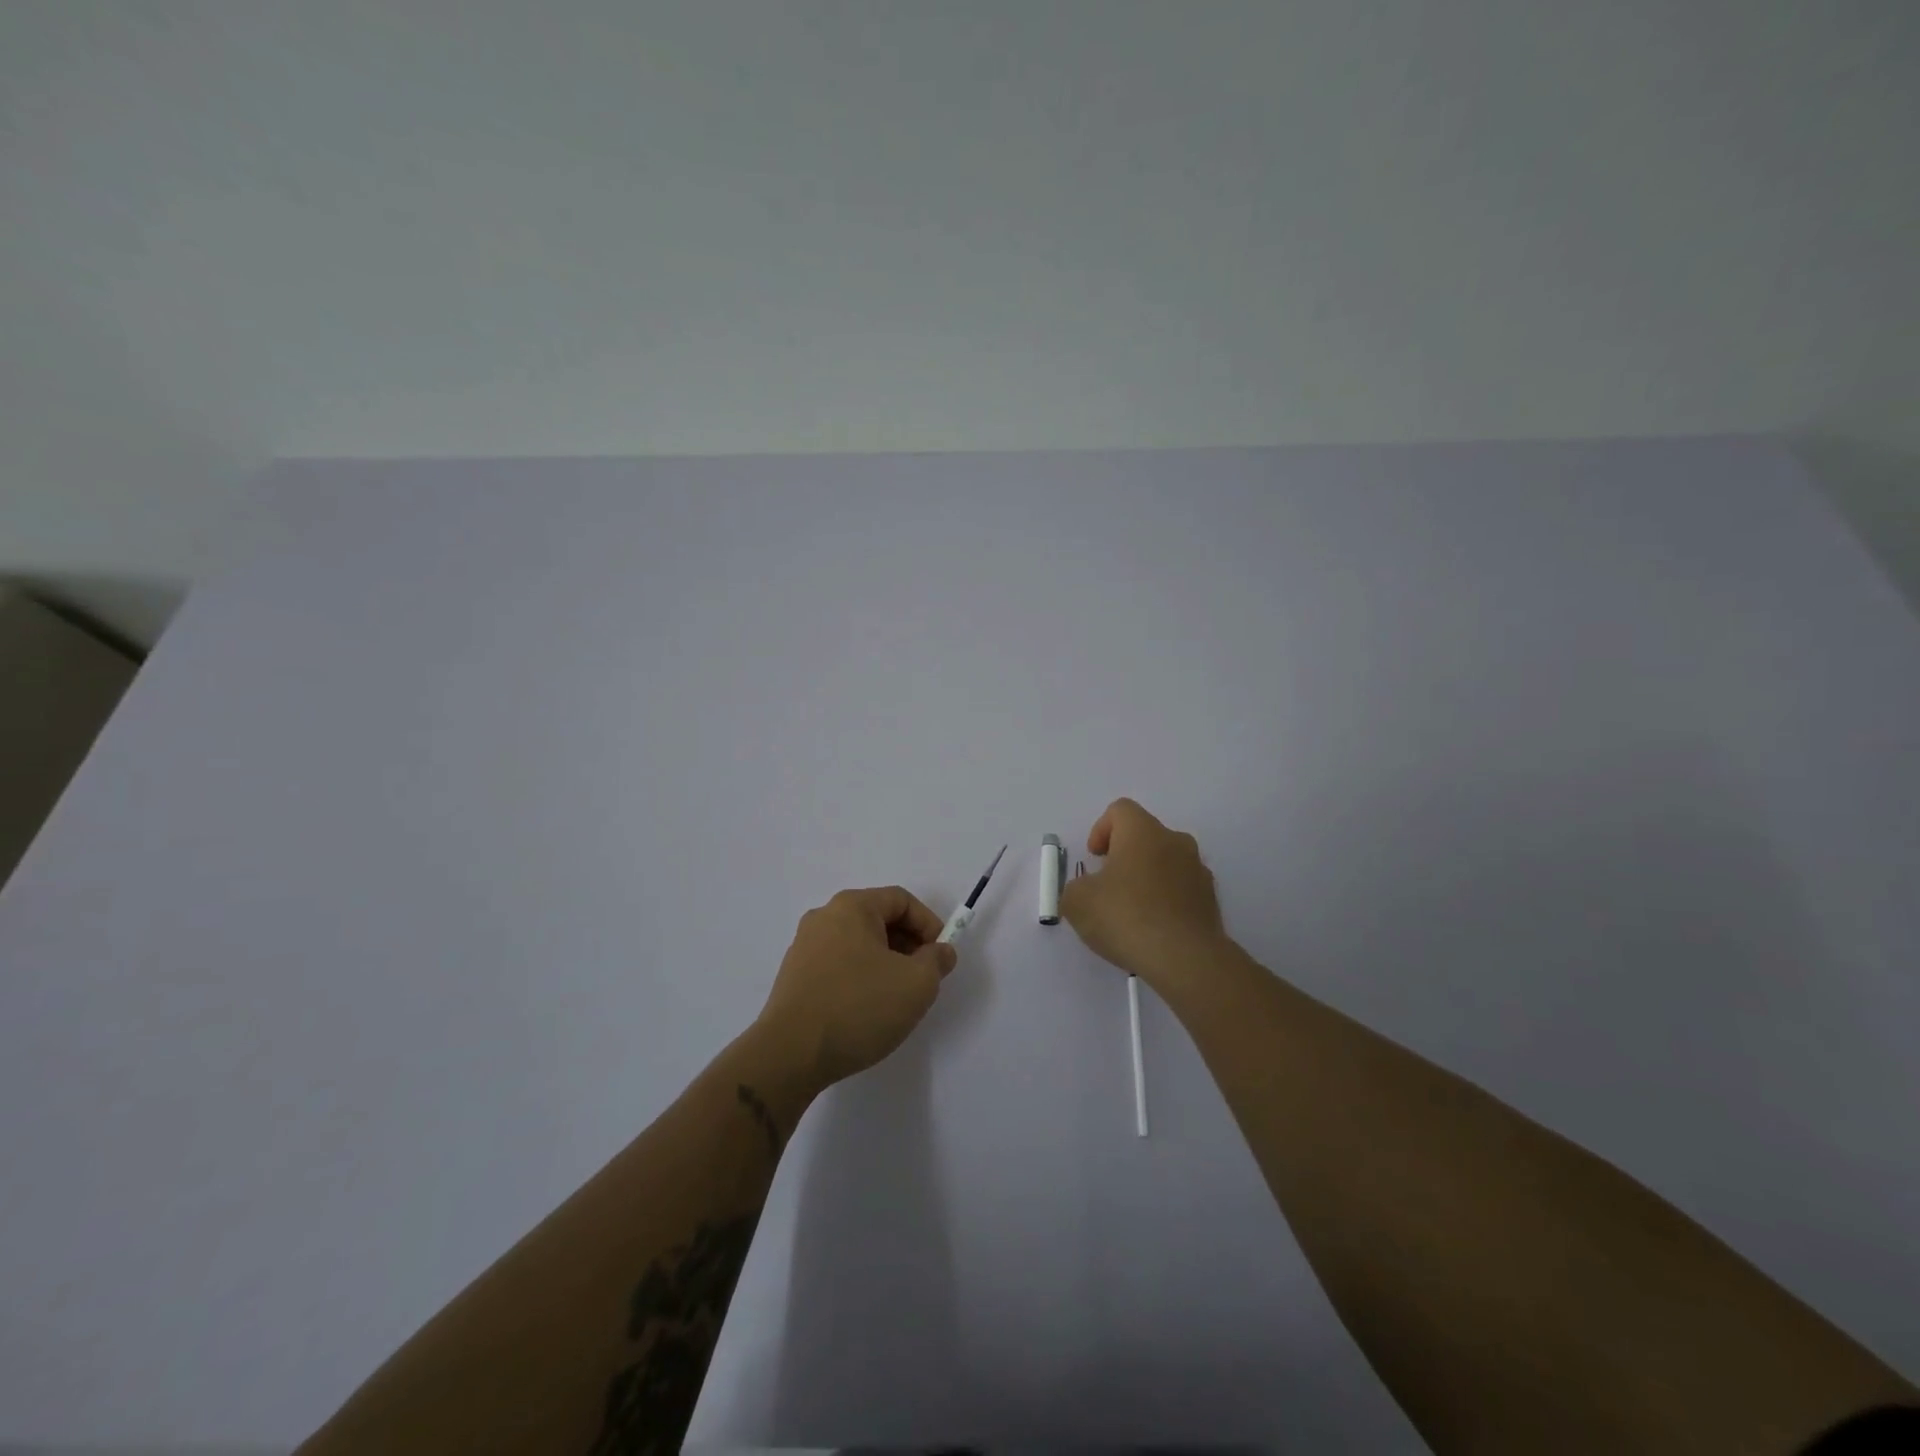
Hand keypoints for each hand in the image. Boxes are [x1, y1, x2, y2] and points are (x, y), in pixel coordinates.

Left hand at [756, 886, 956, 1090]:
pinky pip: (838, 966)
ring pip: (858, 944)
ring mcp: (804, 947)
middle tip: (922, 978)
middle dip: (908, 945)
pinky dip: (860, 978)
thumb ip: (937, 961)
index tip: (941, 957)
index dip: (929, 924)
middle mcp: (824, 917)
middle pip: (878, 920)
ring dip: (885, 964)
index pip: (901, 900)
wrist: (790, 1055)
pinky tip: (866, 1011)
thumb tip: (940, 951)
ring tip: (896, 999)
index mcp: (852, 907)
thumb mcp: (916, 984)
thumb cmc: (859, 1007)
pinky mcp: (794, 977)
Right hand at [1059, 798, 1227, 992]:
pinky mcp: (1211, 900)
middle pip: (1145, 835)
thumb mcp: (1078, 902)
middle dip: (1124, 855)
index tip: (1094, 858)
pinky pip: (1181, 889)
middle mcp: (1175, 841)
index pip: (1120, 810)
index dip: (1101, 829)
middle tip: (1108, 885)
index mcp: (1143, 832)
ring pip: (1166, 862)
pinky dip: (1166, 900)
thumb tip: (1086, 891)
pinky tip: (1153, 928)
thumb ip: (1075, 888)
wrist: (1185, 959)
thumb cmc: (1126, 917)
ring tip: (1131, 912)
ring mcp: (1198, 870)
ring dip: (1147, 877)